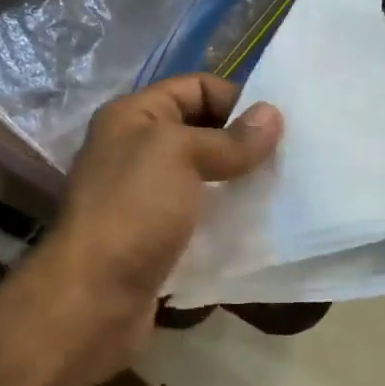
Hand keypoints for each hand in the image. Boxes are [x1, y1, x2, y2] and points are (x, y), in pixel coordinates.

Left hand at [27, 75, 281, 380]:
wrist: (93, 298)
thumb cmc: (133, 210)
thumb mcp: (180, 156)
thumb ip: (229, 138)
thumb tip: (273, 115)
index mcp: (133, 117)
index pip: (195, 88)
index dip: (237, 98)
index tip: (279, 124)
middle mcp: (136, 151)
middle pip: (202, 133)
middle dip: (244, 144)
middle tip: (290, 159)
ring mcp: (145, 198)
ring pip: (204, 179)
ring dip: (240, 184)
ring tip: (283, 191)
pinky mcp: (156, 239)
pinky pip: (200, 218)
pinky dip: (227, 219)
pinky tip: (260, 226)